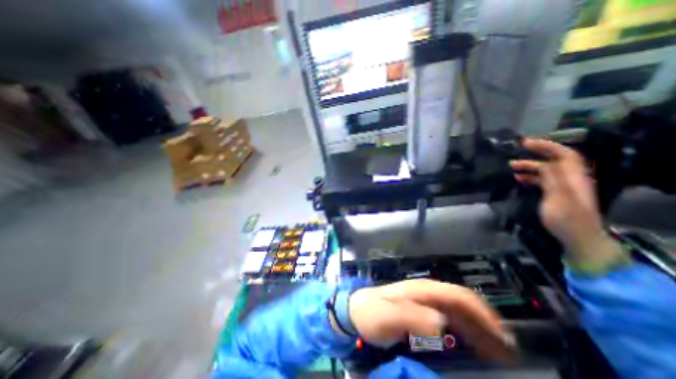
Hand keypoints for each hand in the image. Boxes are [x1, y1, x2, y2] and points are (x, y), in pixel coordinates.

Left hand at [345, 280, 515, 362]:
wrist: (356, 311)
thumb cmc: (371, 312)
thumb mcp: (388, 315)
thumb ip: (412, 316)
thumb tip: (441, 322)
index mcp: (422, 290)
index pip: (457, 295)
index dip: (481, 312)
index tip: (502, 335)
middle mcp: (426, 292)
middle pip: (462, 301)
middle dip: (486, 321)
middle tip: (507, 348)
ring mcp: (424, 300)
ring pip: (458, 310)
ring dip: (479, 327)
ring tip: (498, 350)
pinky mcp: (421, 310)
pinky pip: (449, 317)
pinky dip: (465, 329)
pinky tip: (472, 342)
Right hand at [507, 138, 621, 263]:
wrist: (577, 238)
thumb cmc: (567, 219)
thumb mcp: (559, 198)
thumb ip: (554, 179)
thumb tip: (545, 163)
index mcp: (574, 178)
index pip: (564, 155)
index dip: (547, 146)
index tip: (526, 143)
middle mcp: (570, 179)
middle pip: (553, 161)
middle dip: (534, 156)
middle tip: (513, 156)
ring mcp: (563, 187)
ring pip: (546, 171)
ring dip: (529, 167)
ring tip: (511, 168)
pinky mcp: (556, 195)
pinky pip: (543, 181)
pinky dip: (530, 177)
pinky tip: (519, 179)